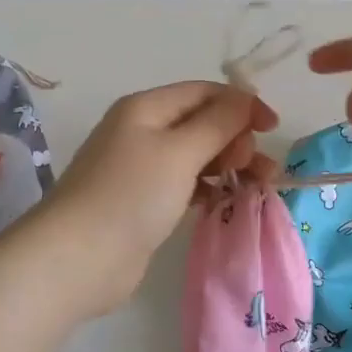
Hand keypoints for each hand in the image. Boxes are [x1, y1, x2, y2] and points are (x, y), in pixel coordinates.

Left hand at [46, 81, 276, 311]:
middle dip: (235, 138)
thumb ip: (218, 123)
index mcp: (146, 108)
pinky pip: (185, 184)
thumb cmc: (132, 195)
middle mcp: (141, 131)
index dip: (240, 104)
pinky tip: (226, 201)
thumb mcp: (180, 152)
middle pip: (201, 123)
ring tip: (258, 185)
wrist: (79, 259)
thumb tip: (244, 98)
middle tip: (254, 166)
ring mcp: (140, 168)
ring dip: (228, 165)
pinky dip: (209, 188)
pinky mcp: (143, 202)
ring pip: (196, 155)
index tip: (273, 128)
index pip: (203, 92)